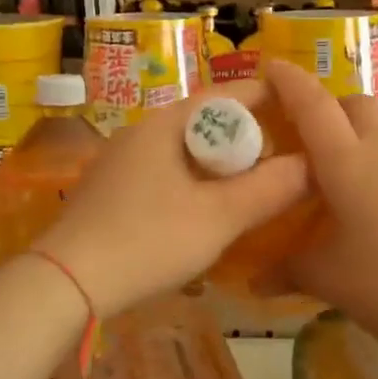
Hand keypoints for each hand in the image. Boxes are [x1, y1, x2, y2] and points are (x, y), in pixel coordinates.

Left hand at [34, 78, 307, 318]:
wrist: (66, 283)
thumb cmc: (147, 241)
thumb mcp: (219, 218)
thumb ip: (269, 190)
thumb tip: (311, 166)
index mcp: (165, 124)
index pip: (226, 95)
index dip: (267, 99)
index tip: (301, 114)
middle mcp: (139, 132)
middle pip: (205, 122)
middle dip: (245, 138)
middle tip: (280, 161)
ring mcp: (120, 161)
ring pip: (184, 151)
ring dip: (220, 165)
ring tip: (250, 188)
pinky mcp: (110, 190)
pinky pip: (164, 173)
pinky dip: (193, 182)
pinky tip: (204, 212)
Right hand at [264, 60, 377, 364]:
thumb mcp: (329, 280)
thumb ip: (289, 271)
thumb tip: (256, 280)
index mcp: (349, 163)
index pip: (313, 106)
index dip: (289, 82)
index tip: (270, 64)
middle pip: (358, 104)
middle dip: (330, 106)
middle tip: (307, 136)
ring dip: (360, 145)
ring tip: (342, 191)